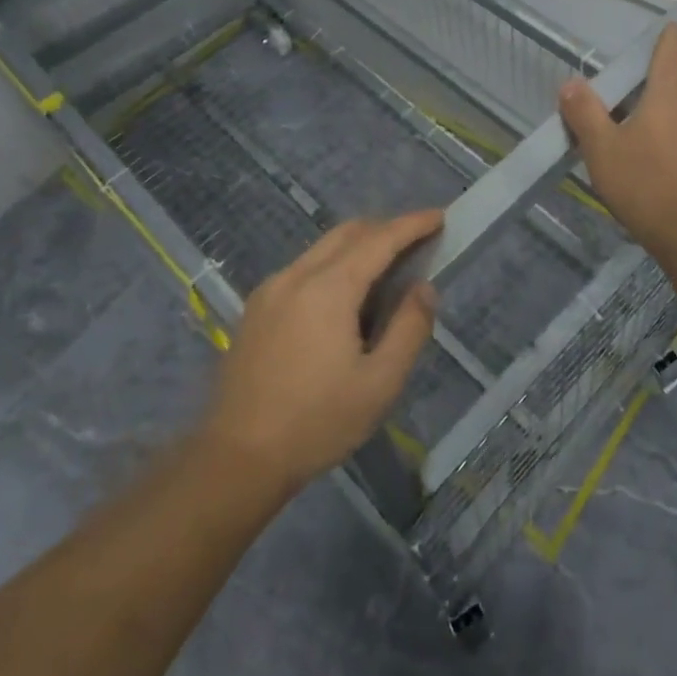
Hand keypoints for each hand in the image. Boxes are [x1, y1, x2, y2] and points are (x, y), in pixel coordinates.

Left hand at [201, 211, 441, 490]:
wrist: (237, 459)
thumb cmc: (317, 423)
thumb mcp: (380, 383)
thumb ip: (409, 328)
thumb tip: (423, 288)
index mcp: (329, 289)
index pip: (379, 240)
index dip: (412, 224)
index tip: (439, 216)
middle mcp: (296, 276)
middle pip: (348, 232)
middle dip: (386, 229)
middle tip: (417, 243)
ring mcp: (270, 289)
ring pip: (323, 248)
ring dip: (359, 246)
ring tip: (386, 270)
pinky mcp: (256, 308)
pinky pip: (303, 268)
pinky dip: (333, 264)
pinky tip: (344, 297)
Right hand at [559, 23, 676, 261]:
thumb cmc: (645, 184)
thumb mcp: (602, 149)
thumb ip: (584, 113)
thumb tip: (570, 83)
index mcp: (667, 92)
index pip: (671, 48)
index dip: (669, 33)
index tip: (666, 24)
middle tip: (670, 48)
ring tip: (656, 92)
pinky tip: (663, 133)